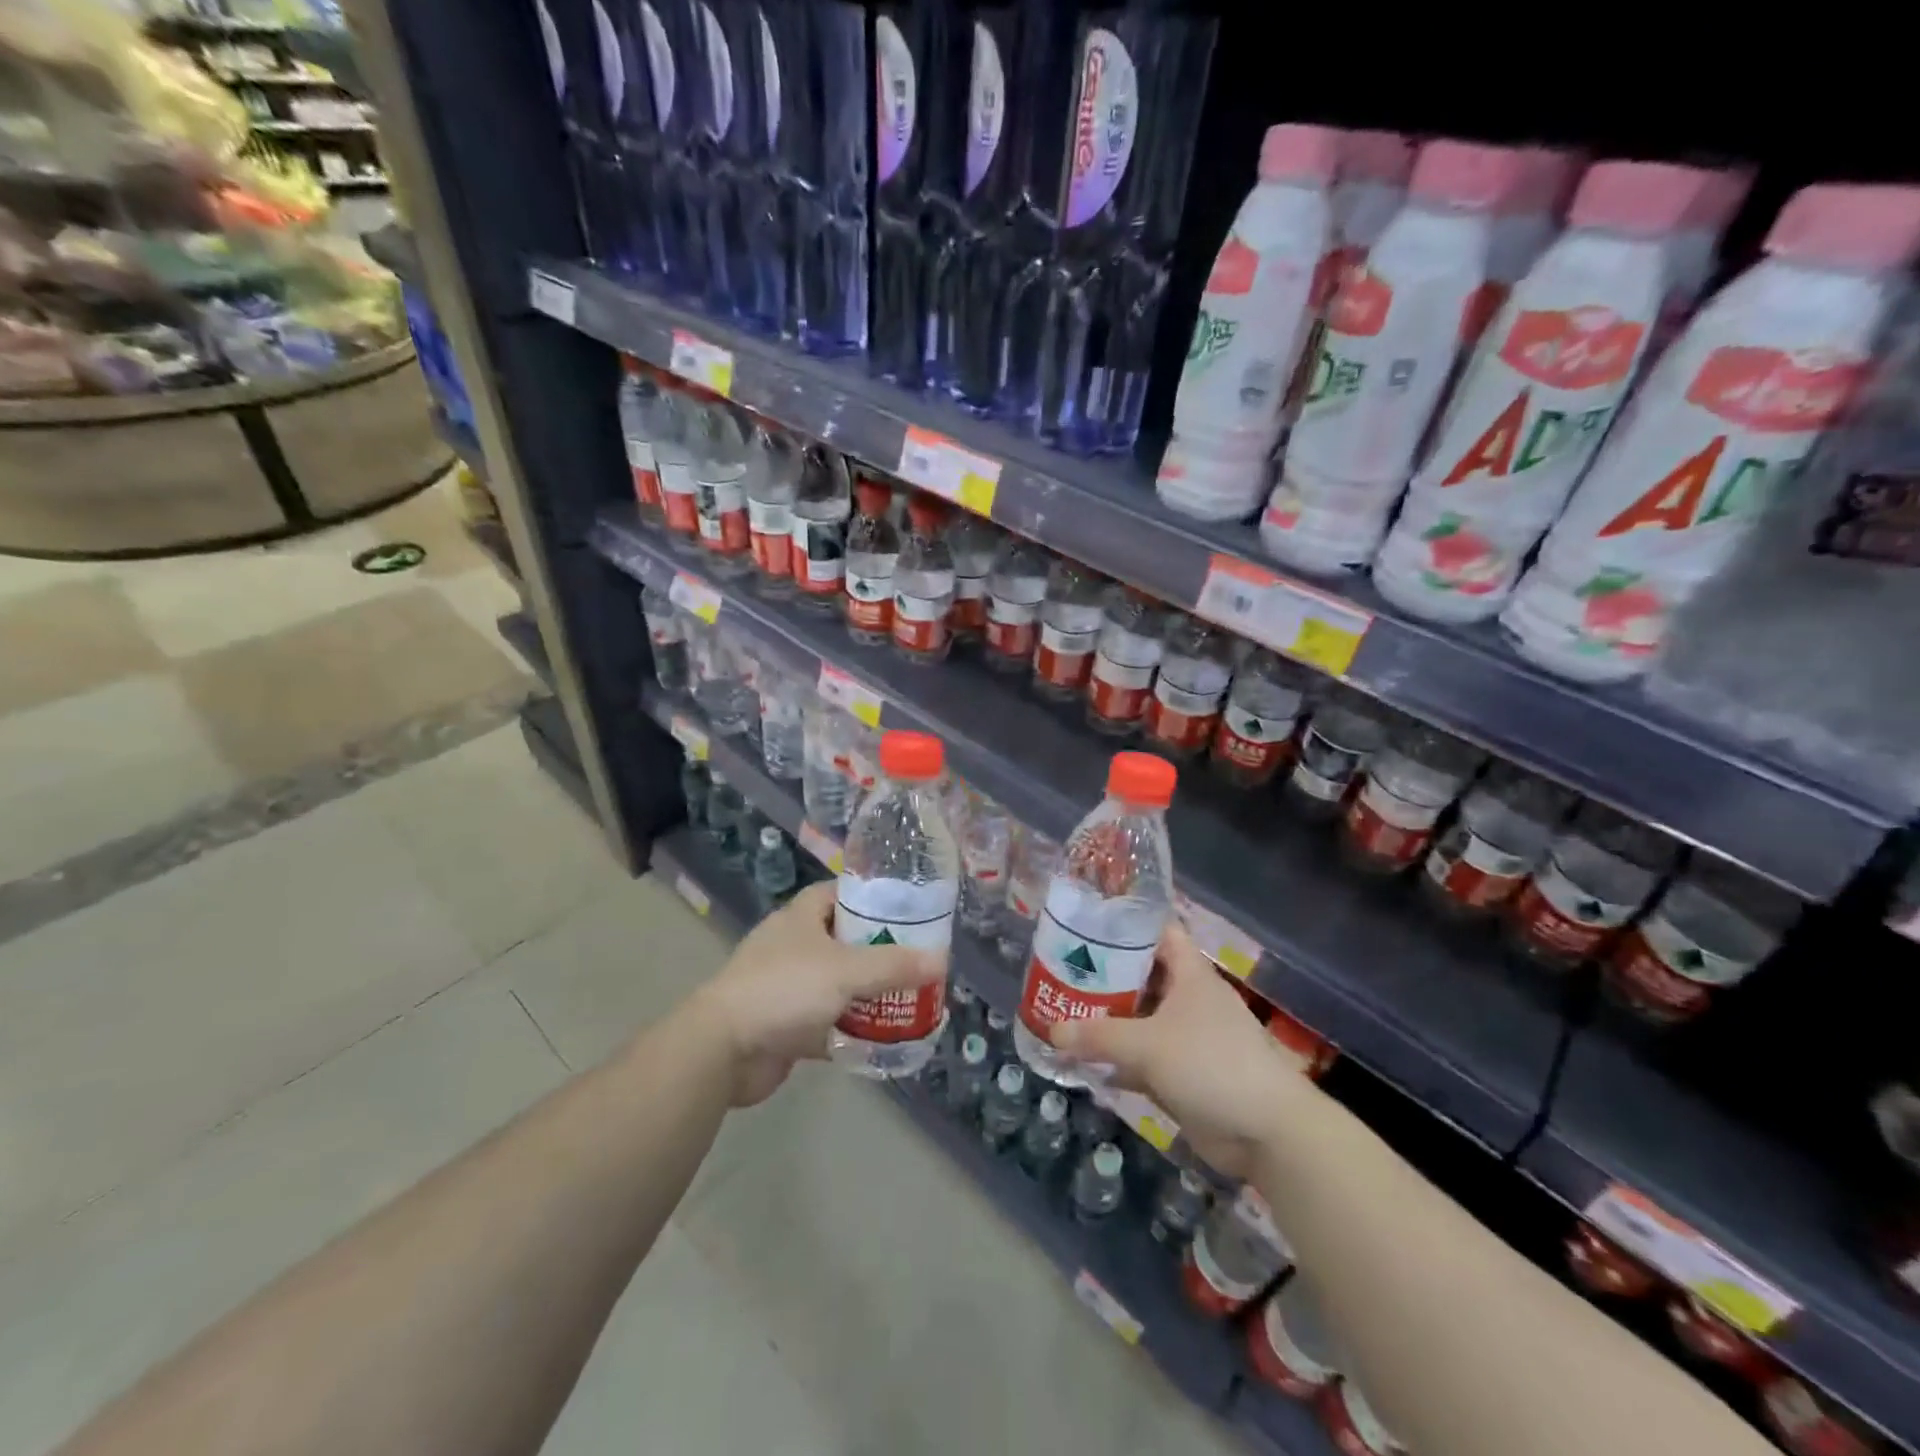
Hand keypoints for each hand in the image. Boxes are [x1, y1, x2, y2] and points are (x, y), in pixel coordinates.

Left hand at [688, 881, 943, 1105]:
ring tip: (911, 998)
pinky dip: (853, 1029)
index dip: (874, 898)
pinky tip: (885, 1037)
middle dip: (880, 951)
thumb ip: (893, 965)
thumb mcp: (845, 971)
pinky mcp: (786, 1025)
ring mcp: (789, 986)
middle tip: (919, 960)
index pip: (842, 893)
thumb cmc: (783, 990)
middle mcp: (794, 946)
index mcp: (802, 917)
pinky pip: (829, 1021)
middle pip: (846, 940)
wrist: (722, 1050)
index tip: (910, 911)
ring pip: (839, 983)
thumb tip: (941, 960)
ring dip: (869, 994)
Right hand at [1053, 921, 1306, 1177]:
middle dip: (1103, 976)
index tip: (1084, 926)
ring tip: (1062, 1013)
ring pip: (1139, 1019)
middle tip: (1060, 973)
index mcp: (1189, 974)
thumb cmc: (1211, 1065)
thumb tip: (1053, 1031)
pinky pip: (1142, 1058)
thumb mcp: (1148, 1044)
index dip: (1124, 925)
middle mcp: (1188, 999)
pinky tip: (1083, 1063)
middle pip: (1141, 976)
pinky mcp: (1183, 1073)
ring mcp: (1187, 1037)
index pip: (1156, 932)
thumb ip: (1099, 1036)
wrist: (1267, 1132)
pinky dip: (1117, 1060)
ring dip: (1106, 1020)